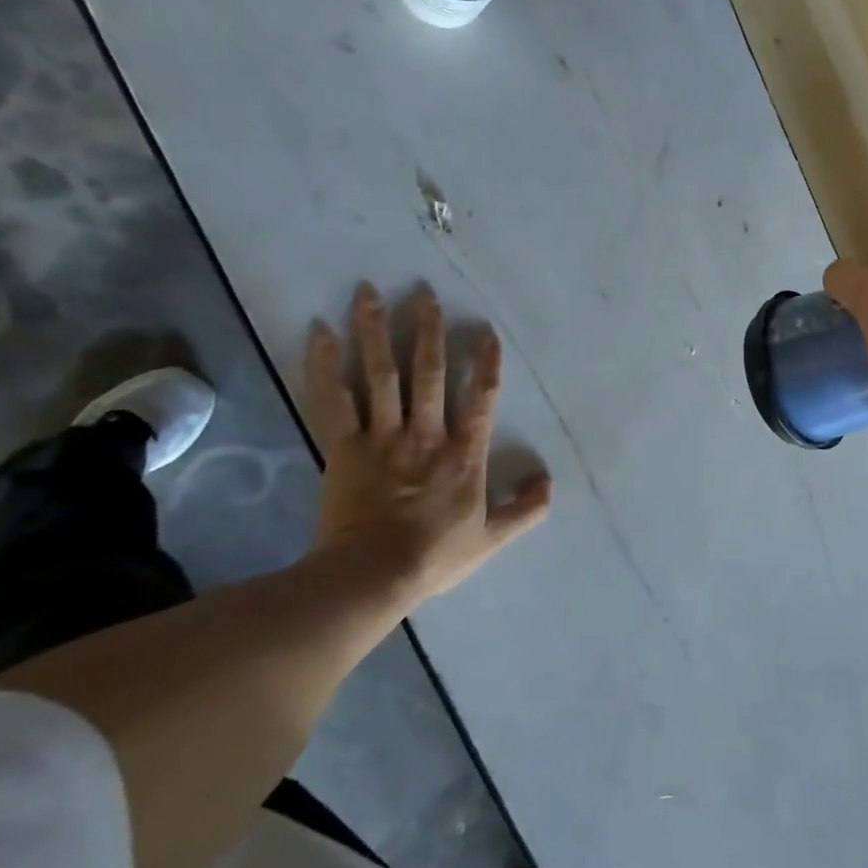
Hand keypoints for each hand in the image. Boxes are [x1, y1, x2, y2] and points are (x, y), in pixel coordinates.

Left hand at [304, 283, 550, 609]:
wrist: (373, 575)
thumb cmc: (436, 555)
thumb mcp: (493, 538)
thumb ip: (527, 508)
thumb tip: (548, 479)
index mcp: (464, 454)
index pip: (480, 399)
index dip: (486, 364)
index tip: (486, 332)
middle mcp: (426, 433)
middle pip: (427, 373)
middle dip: (427, 330)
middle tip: (423, 293)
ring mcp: (382, 437)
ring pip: (380, 374)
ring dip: (375, 331)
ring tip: (369, 292)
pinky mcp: (343, 447)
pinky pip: (333, 399)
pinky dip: (324, 364)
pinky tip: (319, 331)